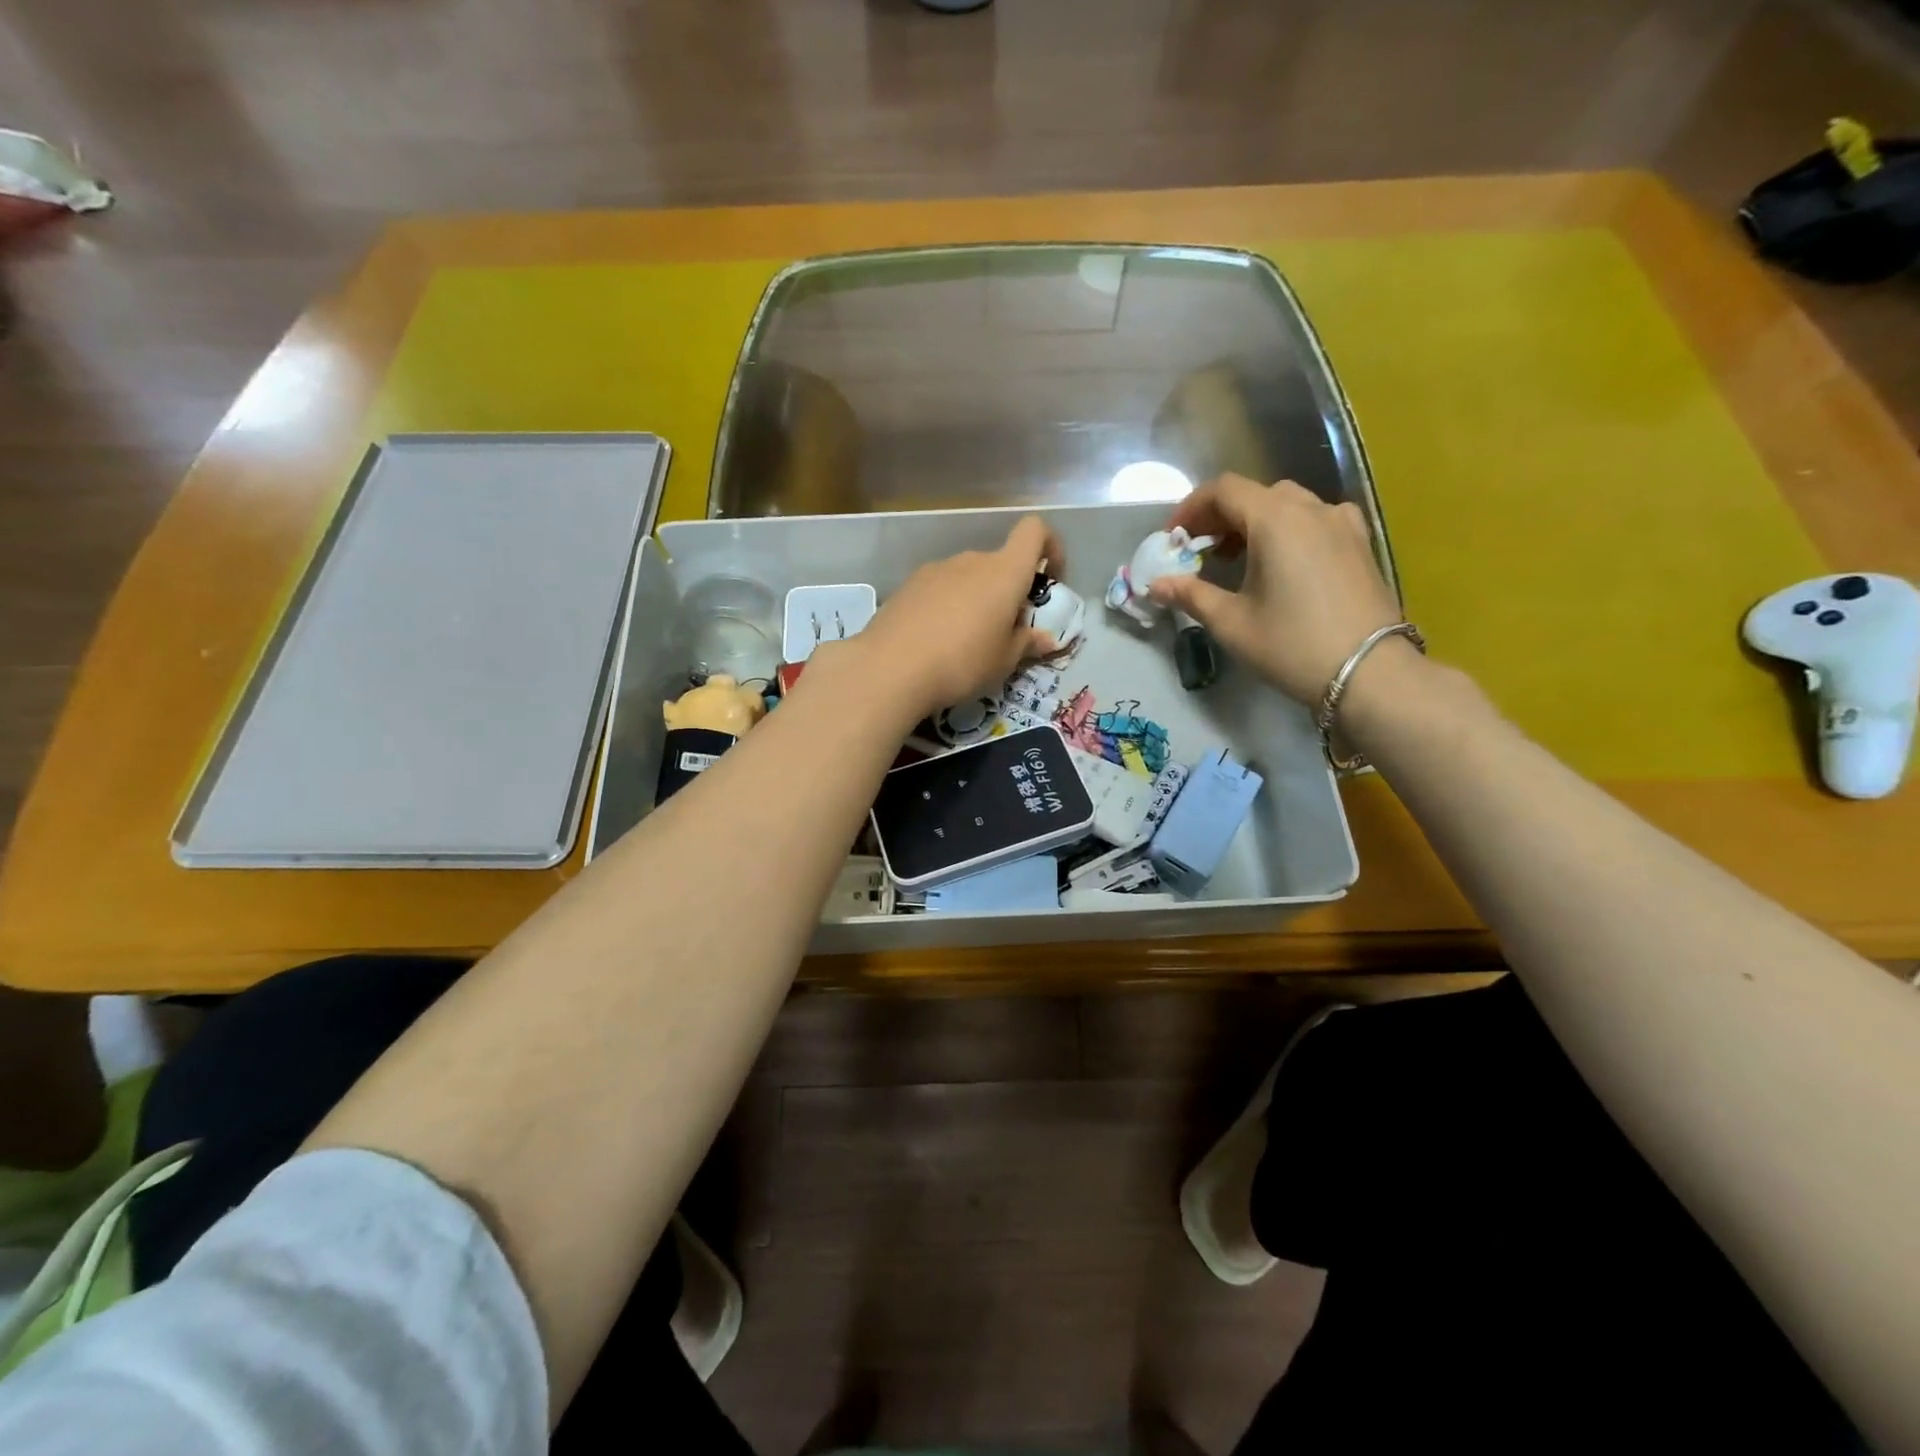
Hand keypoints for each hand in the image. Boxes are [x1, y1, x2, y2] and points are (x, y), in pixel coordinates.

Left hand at [833, 515, 1061, 722]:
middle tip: (1005, 631)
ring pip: (968, 577)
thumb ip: (1027, 643)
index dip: (1049, 547)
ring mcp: (935, 570)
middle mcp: (971, 560)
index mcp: (1003, 572)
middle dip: (1008, 590)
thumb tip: (1045, 638)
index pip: (1034, 532)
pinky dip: (947, 606)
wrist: (890, 669)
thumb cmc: (962, 663)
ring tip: (967, 642)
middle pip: (999, 562)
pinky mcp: (908, 586)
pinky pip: (940, 589)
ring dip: (976, 599)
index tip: (1050, 578)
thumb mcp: (1004, 661)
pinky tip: (936, 641)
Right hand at [1149, 474, 1405, 703]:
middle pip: (1254, 494)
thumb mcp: (1231, 622)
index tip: (1172, 538)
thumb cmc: (1291, 645)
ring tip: (1236, 558)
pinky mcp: (1359, 543)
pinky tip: (1283, 561)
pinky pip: (1316, 519)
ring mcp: (1341, 523)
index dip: (1190, 508)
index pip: (1223, 490)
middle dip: (1220, 516)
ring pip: (1287, 504)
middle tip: (1199, 550)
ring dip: (1253, 522)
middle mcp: (1310, 509)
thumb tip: (1154, 585)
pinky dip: (1288, 529)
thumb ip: (1190, 595)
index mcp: (1275, 520)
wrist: (1369, 673)